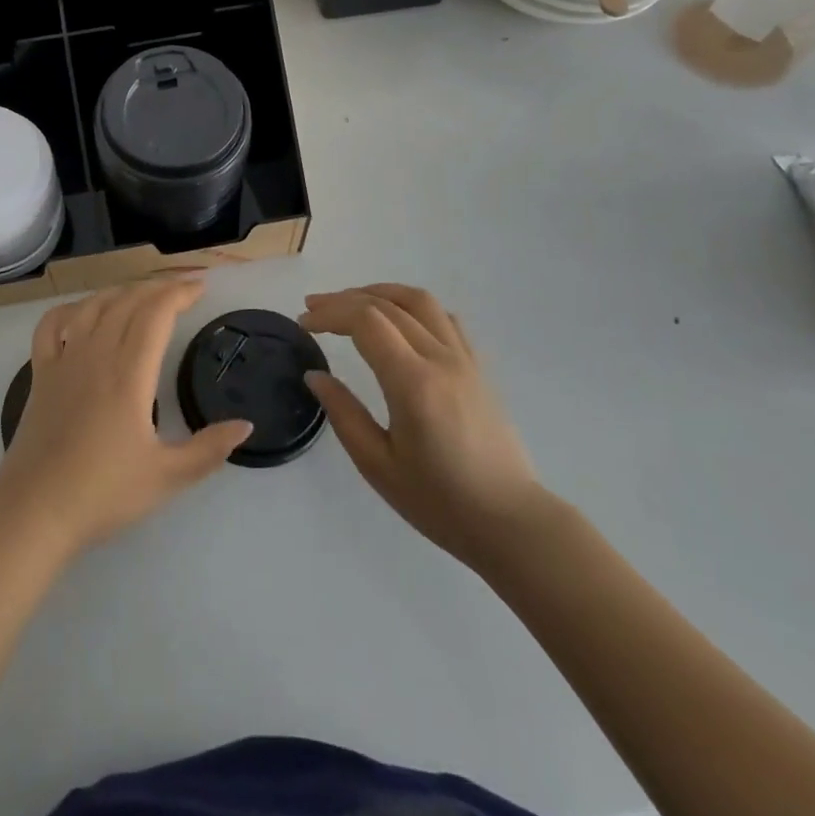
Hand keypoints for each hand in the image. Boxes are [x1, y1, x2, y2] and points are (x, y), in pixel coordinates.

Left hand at [0, 278, 253, 555]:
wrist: (34, 511)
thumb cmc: (103, 493)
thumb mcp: (167, 477)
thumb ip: (209, 449)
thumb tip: (245, 425)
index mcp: (129, 373)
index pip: (156, 314)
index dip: (179, 293)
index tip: (200, 288)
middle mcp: (96, 354)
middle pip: (127, 302)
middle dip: (157, 287)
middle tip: (181, 287)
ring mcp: (63, 361)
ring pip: (92, 306)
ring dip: (120, 291)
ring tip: (141, 293)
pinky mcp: (40, 374)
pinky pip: (51, 325)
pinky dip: (70, 309)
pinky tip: (82, 312)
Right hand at [301, 284, 547, 569]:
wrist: (511, 523)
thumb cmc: (440, 502)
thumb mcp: (378, 465)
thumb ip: (343, 413)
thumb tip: (315, 375)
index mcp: (413, 382)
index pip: (366, 321)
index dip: (330, 314)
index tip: (304, 324)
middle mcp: (441, 359)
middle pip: (388, 305)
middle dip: (344, 300)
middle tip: (313, 309)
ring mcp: (465, 359)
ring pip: (420, 301)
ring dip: (380, 293)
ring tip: (351, 301)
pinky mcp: (478, 368)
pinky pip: (445, 318)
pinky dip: (413, 307)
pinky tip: (398, 320)